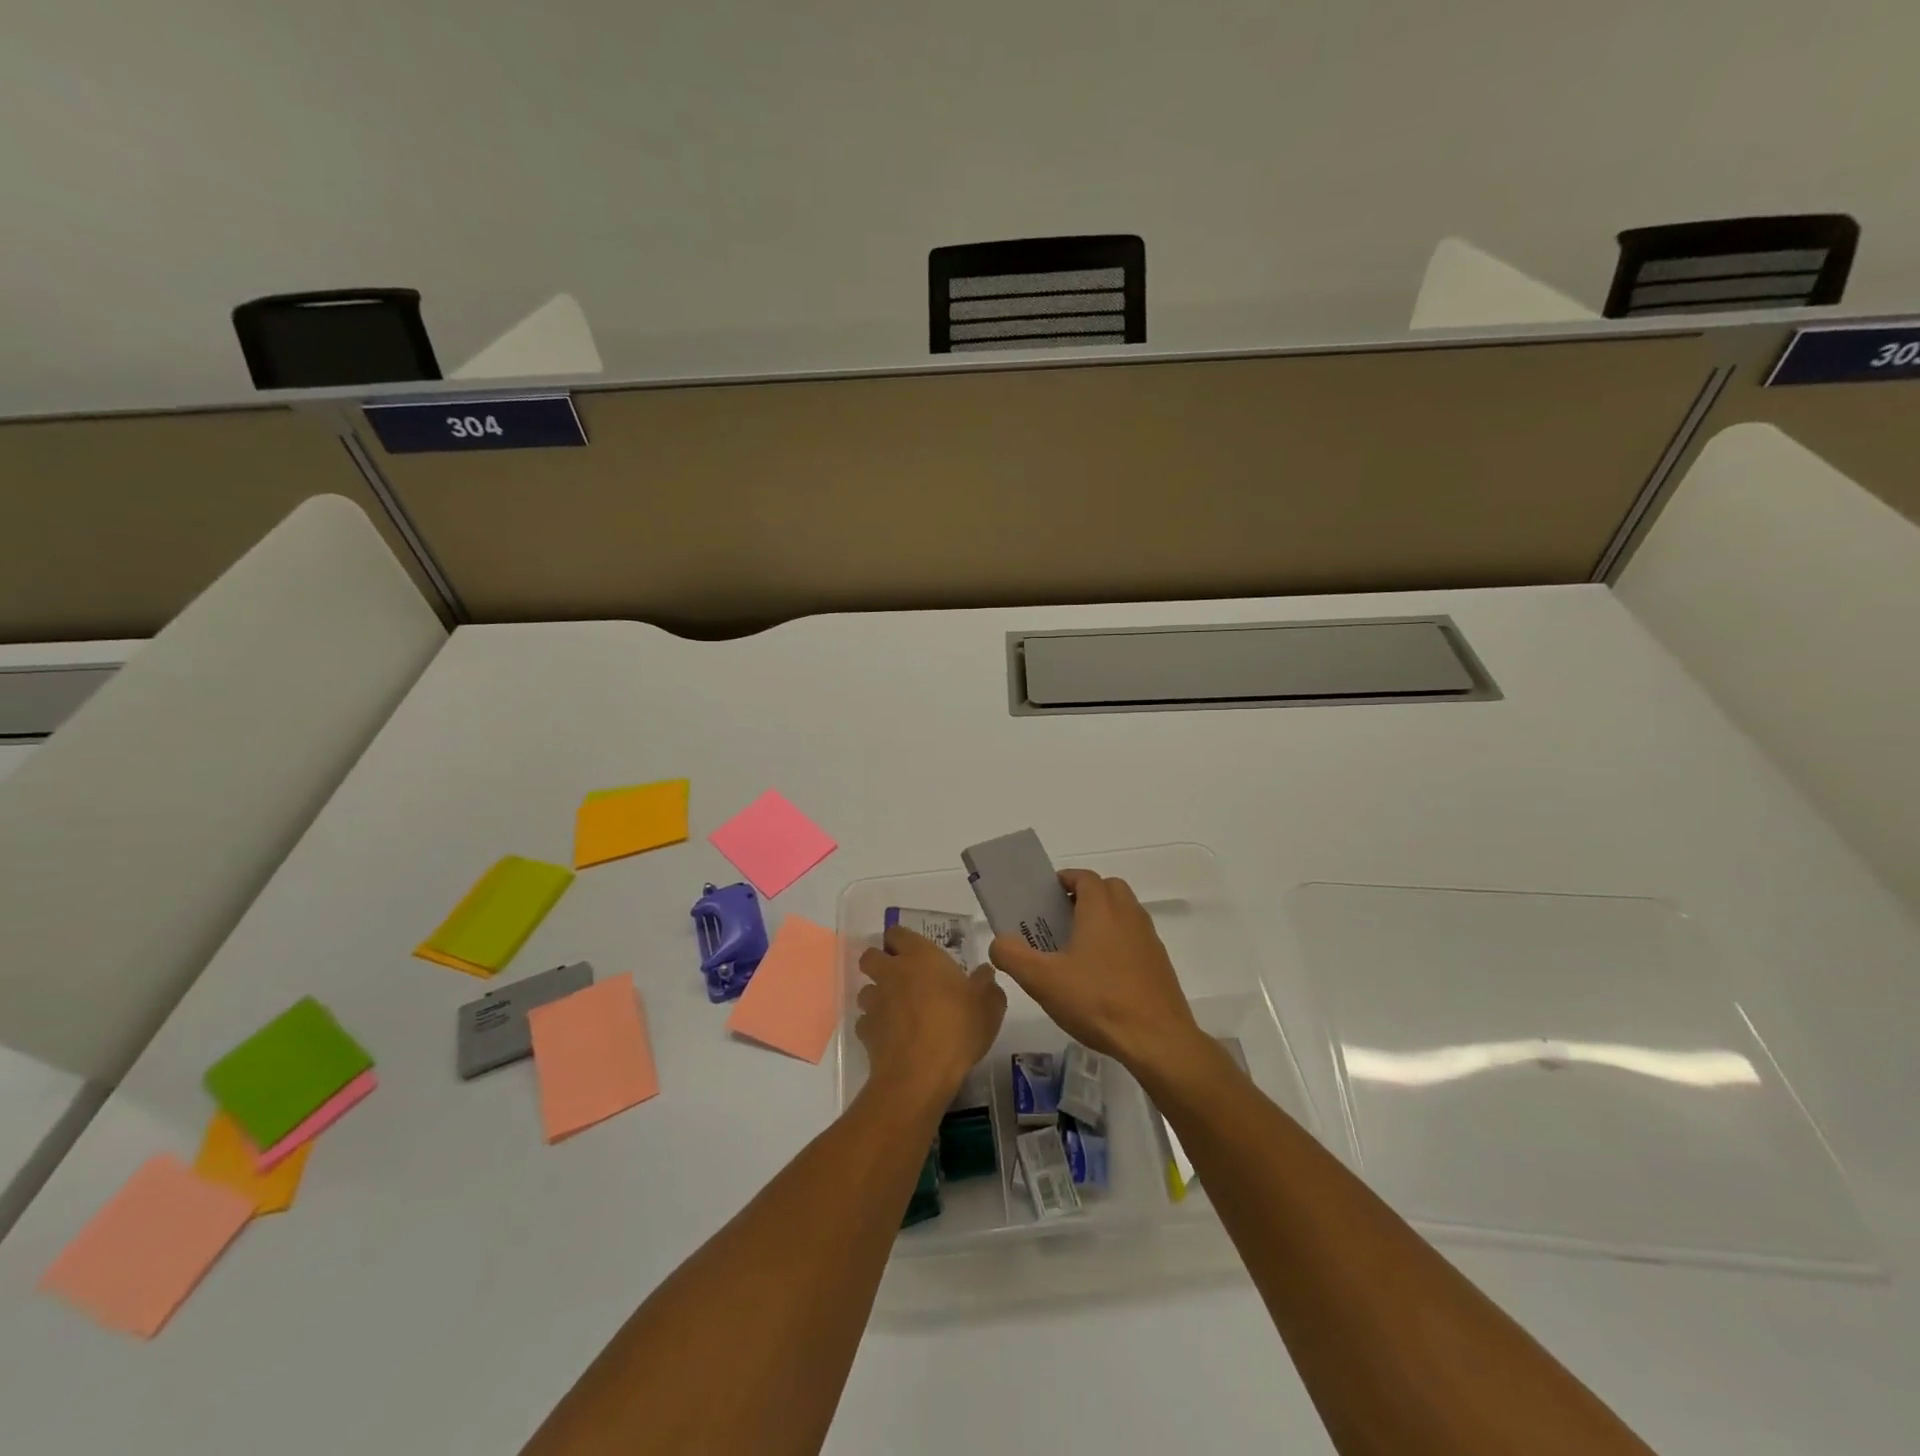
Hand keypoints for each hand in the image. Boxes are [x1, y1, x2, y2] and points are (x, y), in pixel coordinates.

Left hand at [856, 926, 1006, 1107]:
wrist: (921, 1073)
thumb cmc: (958, 1027)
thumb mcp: (988, 1004)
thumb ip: (986, 984)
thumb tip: (984, 973)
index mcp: (920, 956)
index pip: (897, 933)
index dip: (901, 940)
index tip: (914, 952)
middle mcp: (891, 972)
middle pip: (871, 956)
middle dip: (880, 963)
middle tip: (902, 978)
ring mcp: (875, 1002)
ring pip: (866, 990)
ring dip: (878, 996)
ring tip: (897, 1011)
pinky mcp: (865, 1031)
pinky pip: (866, 1022)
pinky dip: (876, 1027)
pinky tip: (892, 1038)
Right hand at [988, 869, 1204, 1077]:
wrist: (1156, 1039)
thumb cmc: (1097, 1000)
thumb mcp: (1042, 981)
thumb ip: (1012, 956)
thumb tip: (999, 943)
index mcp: (1101, 909)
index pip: (1085, 877)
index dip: (1065, 880)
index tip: (1046, 896)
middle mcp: (1128, 915)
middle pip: (1109, 888)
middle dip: (1086, 895)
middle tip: (1062, 918)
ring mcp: (1149, 939)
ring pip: (1125, 913)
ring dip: (1104, 918)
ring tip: (1080, 948)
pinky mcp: (1160, 964)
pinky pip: (1136, 939)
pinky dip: (1120, 942)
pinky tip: (1103, 975)